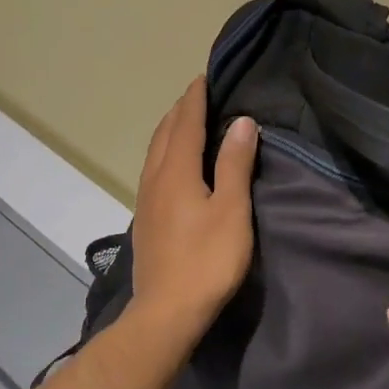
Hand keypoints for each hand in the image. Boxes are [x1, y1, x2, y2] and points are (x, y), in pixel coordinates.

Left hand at [130, 77, 258, 344]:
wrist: (168, 311)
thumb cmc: (207, 260)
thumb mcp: (231, 210)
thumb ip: (235, 164)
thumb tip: (241, 122)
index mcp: (176, 172)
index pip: (186, 124)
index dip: (196, 99)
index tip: (205, 77)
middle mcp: (155, 179)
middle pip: (165, 134)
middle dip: (180, 111)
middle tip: (198, 96)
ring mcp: (146, 201)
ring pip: (155, 154)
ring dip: (170, 132)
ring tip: (185, 123)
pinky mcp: (146, 221)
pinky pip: (154, 172)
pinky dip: (165, 155)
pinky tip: (174, 167)